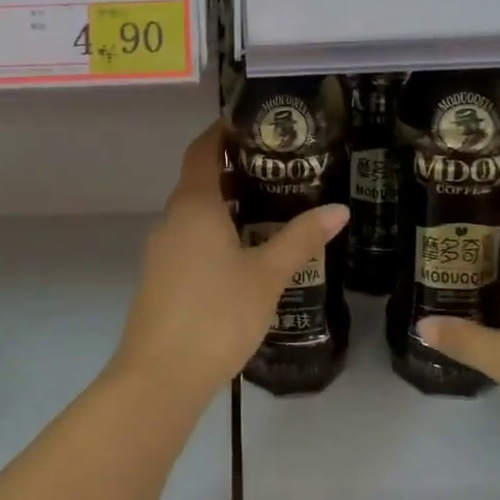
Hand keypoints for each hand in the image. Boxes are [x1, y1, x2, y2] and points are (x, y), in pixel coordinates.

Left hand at [110, 123, 348, 408]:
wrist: (161, 376)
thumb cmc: (217, 313)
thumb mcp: (267, 275)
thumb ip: (301, 239)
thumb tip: (339, 210)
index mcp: (194, 206)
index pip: (202, 151)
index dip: (221, 132)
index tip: (250, 123)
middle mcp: (172, 220)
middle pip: (199, 181)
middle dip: (234, 170)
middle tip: (278, 167)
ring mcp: (162, 251)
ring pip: (195, 214)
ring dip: (226, 205)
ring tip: (269, 207)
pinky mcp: (161, 279)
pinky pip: (190, 240)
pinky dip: (215, 233)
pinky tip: (244, 253)